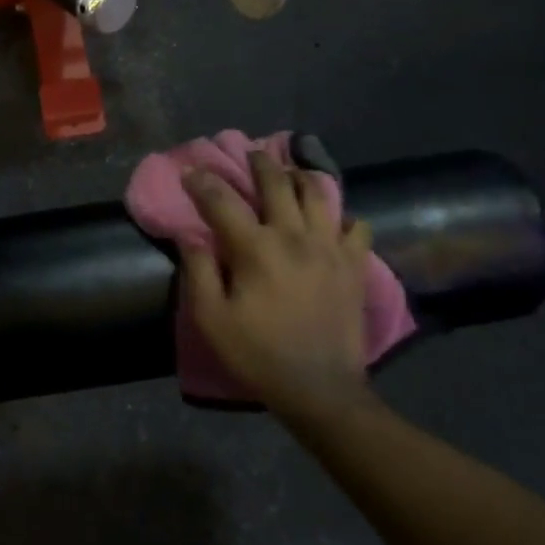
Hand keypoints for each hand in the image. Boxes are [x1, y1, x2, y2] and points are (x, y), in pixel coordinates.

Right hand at [180, 151, 375, 413]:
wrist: (320, 389)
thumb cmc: (258, 355)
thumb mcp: (212, 320)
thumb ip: (198, 271)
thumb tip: (188, 234)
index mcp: (256, 248)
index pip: (222, 201)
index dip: (203, 182)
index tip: (192, 172)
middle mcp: (294, 236)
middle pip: (277, 183)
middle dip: (260, 163)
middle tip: (251, 154)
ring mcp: (330, 248)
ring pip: (320, 194)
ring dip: (302, 178)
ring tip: (292, 174)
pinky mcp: (354, 265)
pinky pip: (356, 227)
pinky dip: (343, 218)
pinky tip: (333, 222)